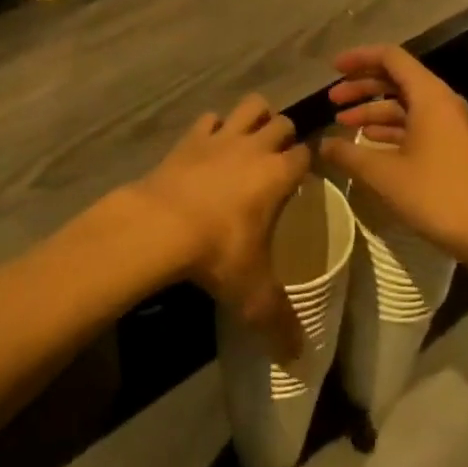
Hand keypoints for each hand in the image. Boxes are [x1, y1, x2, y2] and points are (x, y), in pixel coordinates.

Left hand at [129, 95, 310, 359]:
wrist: (160, 226)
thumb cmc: (217, 253)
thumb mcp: (252, 295)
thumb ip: (279, 324)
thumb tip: (300, 360)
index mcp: (278, 174)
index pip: (305, 154)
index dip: (307, 164)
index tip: (302, 180)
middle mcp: (255, 147)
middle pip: (282, 122)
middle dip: (284, 136)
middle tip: (276, 161)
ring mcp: (221, 137)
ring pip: (250, 106)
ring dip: (254, 117)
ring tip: (250, 140)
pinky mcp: (190, 137)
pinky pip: (209, 119)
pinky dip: (213, 127)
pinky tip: (209, 147)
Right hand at [317, 45, 467, 271]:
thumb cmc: (439, 195)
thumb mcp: (385, 175)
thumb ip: (349, 155)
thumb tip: (322, 144)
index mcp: (429, 95)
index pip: (391, 58)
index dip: (359, 58)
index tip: (332, 69)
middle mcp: (442, 102)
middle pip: (397, 79)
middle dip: (362, 87)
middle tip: (332, 100)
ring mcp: (451, 125)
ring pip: (406, 105)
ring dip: (374, 111)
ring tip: (343, 124)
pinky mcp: (454, 147)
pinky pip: (417, 124)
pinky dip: (391, 129)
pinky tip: (370, 144)